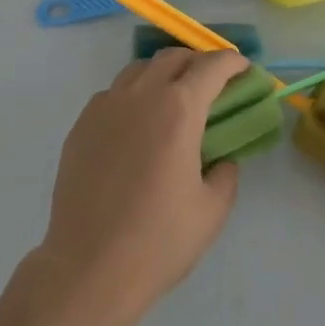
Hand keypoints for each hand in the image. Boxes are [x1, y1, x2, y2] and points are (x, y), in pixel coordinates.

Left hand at [34, 48, 246, 325]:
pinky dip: (133, 96)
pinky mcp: (81, 125)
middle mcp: (141, 95)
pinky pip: (113, 94)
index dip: (232, 62)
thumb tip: (221, 158)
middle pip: (173, 57)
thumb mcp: (212, 210)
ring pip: (139, 69)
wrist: (89, 268)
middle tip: (211, 84)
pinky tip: (136, 127)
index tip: (243, 69)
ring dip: (162, 74)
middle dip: (197, 62)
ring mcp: (106, 106)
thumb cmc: (158, 241)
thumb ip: (225, 173)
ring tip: (172, 100)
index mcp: (179, 109)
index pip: (212, 66)